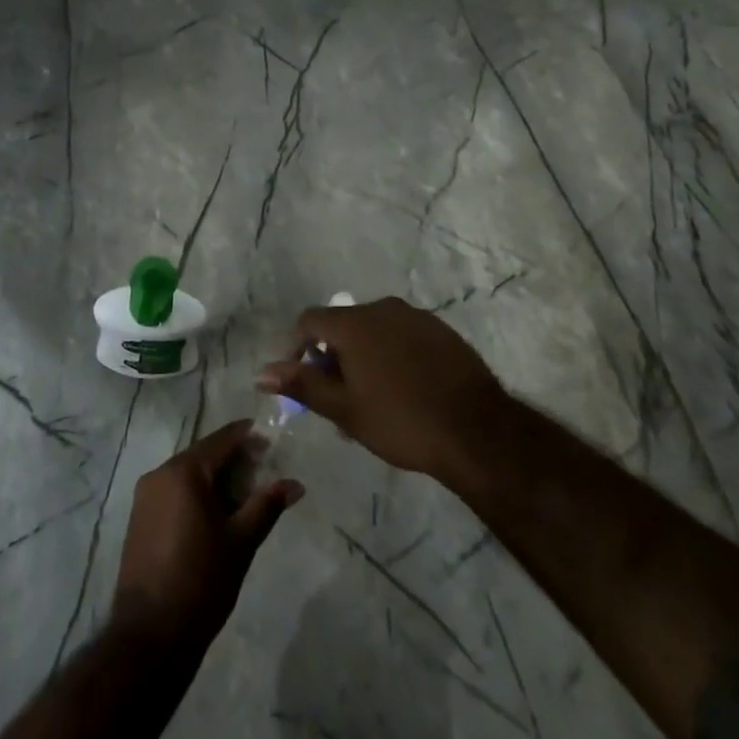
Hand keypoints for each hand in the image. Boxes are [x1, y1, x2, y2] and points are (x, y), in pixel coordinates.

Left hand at [111, 421, 302, 651]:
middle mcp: (160, 473)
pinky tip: (216, 516)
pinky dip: (196, 495)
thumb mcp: (241, 541)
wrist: (149, 636)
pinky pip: (174, 492)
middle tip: (263, 474)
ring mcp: (145, 496)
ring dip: (215, 479)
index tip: (271, 441)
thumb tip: (296, 484)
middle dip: (234, 461)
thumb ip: (267, 505)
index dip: (249, 437)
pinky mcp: (139, 518)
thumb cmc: (201, 581)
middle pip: (204, 455)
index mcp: (184, 471)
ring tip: (245, 498)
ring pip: (188, 474)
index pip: (222, 440)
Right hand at [256, 297, 509, 485]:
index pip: (309, 321)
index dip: (296, 347)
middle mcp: (383, 308)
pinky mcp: (441, 330)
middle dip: (332, 358)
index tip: (301, 382)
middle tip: (337, 400)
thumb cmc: (401, 421)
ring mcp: (416, 316)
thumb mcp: (344, 409)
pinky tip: (403, 390)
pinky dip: (391, 355)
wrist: (477, 430)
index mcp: (354, 323)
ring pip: (374, 331)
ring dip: (362, 358)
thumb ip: (302, 385)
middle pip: (342, 325)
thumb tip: (262, 373)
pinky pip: (402, 336)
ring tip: (370, 400)